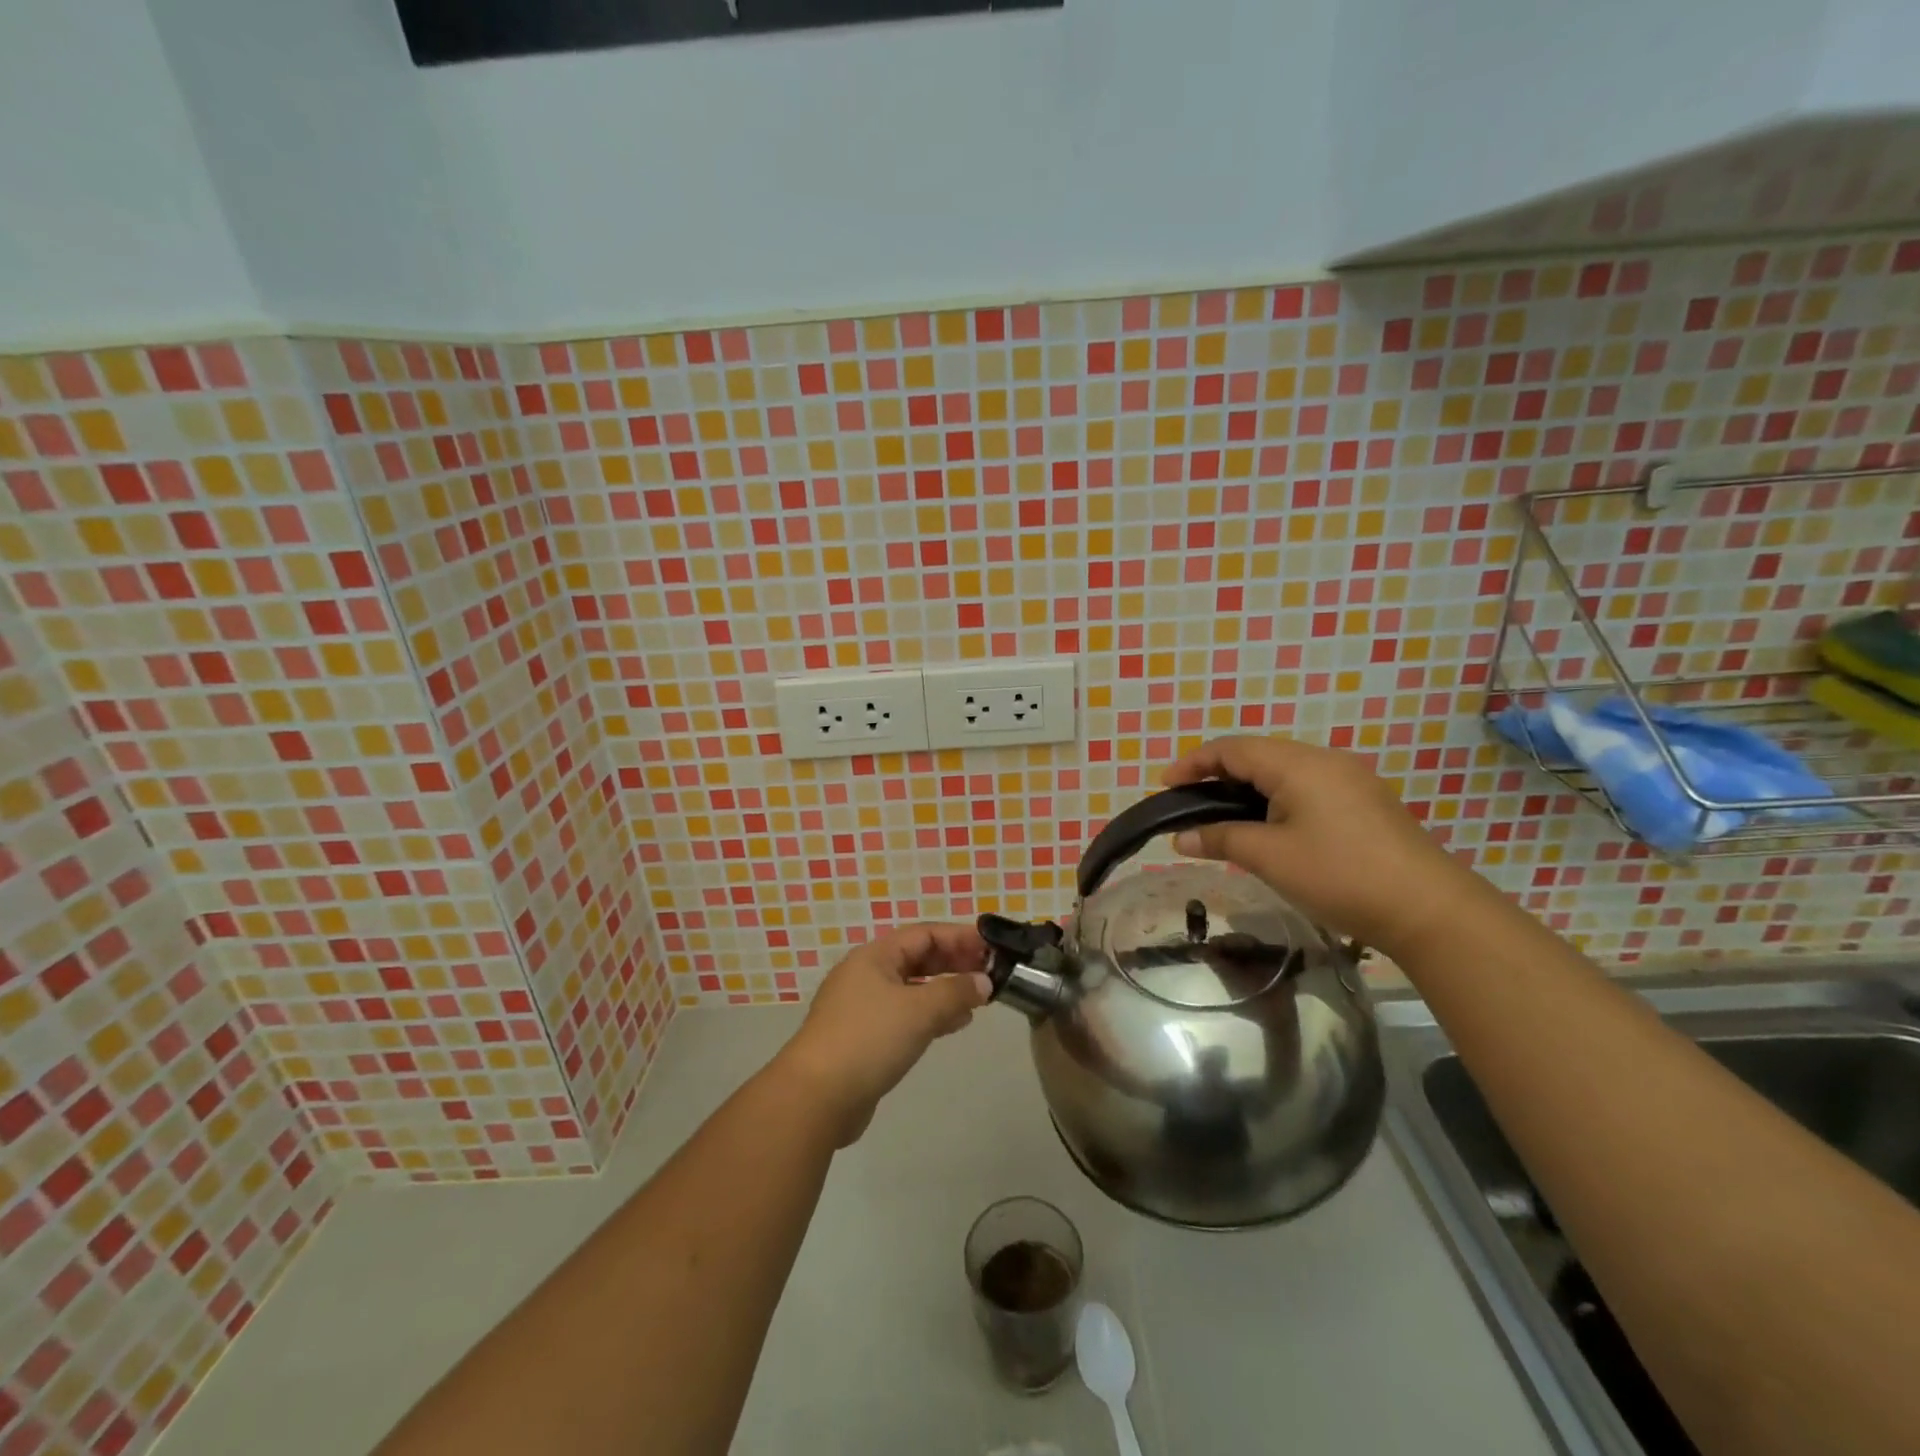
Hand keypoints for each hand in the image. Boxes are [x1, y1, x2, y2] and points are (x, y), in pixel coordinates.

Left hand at [775, 923, 991, 1146]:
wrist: (816, 1097)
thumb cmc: (869, 1039)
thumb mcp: (919, 1010)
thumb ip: (955, 992)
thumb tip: (984, 982)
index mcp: (875, 956)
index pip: (924, 934)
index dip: (959, 937)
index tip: (992, 946)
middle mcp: (867, 975)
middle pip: (917, 958)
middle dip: (954, 962)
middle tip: (990, 972)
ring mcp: (863, 1007)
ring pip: (912, 988)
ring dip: (945, 990)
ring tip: (978, 999)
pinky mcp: (864, 1038)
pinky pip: (905, 1015)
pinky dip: (930, 1014)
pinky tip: (954, 1025)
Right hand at [1162, 736, 1483, 957]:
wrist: (1428, 909)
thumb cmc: (1339, 875)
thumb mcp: (1269, 857)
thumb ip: (1220, 838)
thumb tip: (1180, 837)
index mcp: (1297, 764)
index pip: (1232, 748)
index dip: (1193, 763)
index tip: (1164, 784)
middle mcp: (1323, 760)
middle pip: (1257, 754)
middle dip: (1217, 774)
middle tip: (1189, 802)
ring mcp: (1349, 779)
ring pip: (1282, 771)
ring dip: (1246, 788)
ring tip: (1221, 816)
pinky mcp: (1364, 802)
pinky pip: (1305, 787)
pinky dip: (1274, 799)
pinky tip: (1267, 827)